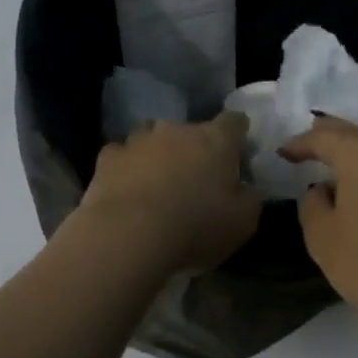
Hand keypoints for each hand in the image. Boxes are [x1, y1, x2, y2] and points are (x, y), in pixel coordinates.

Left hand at [75, 113, 261, 274]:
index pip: (234, 122)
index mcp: (216, 140)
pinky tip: (127, 189)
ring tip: (158, 184)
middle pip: (191, 131)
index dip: (238, 135)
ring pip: (153, 138)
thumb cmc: (195, 227)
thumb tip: (248, 188)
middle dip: (195, 150)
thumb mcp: (242, 223)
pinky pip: (122, 156)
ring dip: (159, 155)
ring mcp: (139, 140)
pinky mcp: (108, 157)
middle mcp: (177, 130)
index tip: (239, 153)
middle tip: (196, 180)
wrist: (129, 235)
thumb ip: (250, 199)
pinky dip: (127, 168)